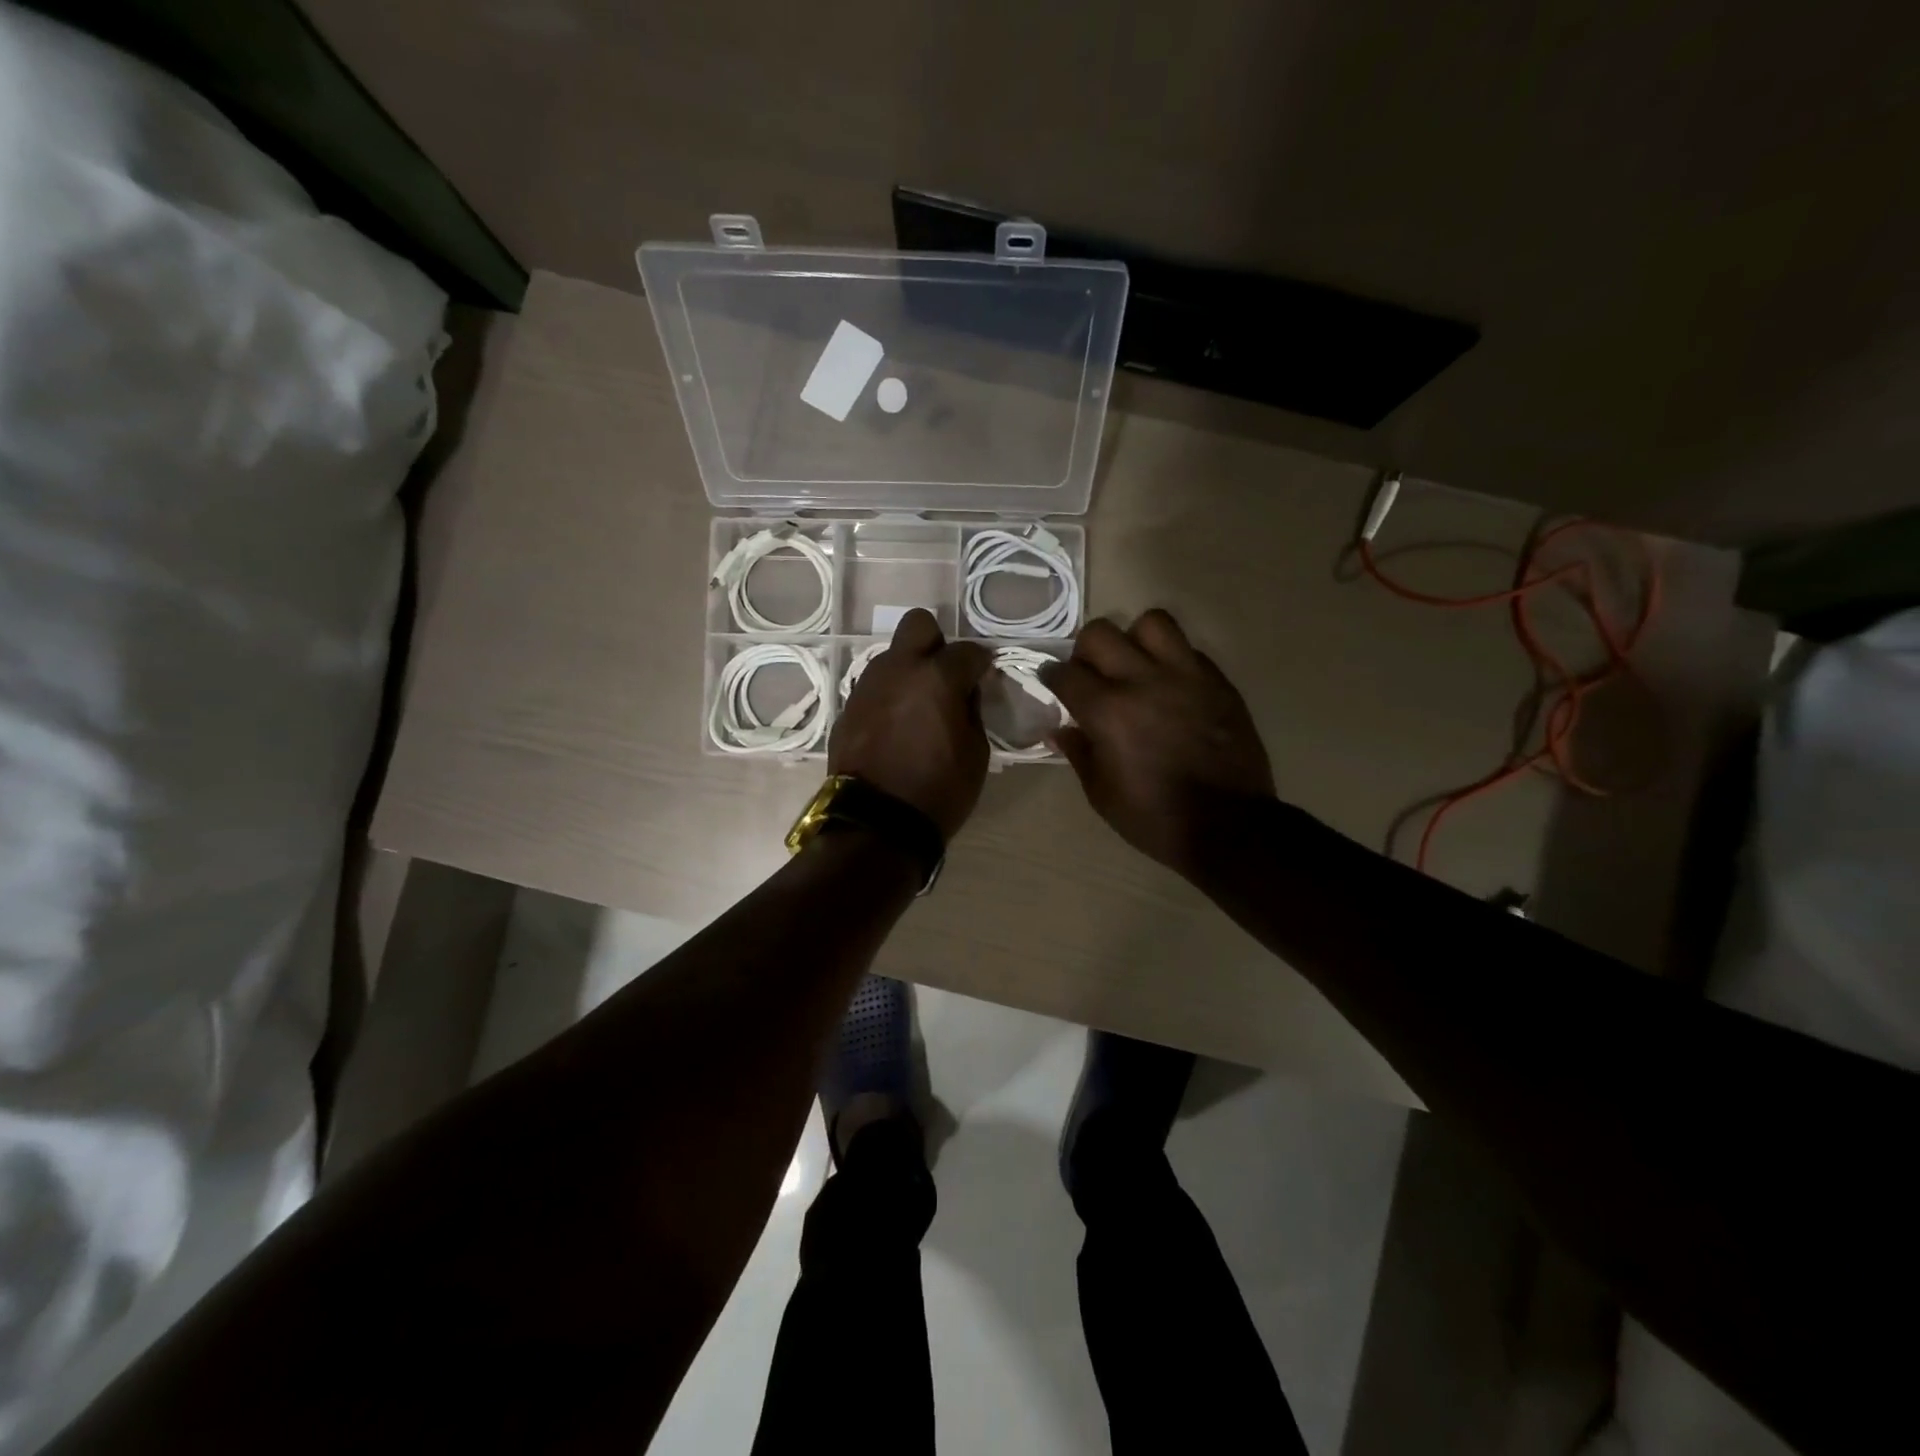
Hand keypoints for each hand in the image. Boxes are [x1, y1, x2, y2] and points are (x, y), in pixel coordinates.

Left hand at [830, 609, 992, 839]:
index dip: (980, 663)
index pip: (967, 650)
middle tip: (945, 675)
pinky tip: (895, 724)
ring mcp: (868, 685)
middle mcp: (898, 669)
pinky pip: (874, 686)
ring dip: (908, 670)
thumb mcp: (976, 753)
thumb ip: (972, 709)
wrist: (876, 823)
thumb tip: (966, 690)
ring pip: (891, 656)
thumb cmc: (939, 791)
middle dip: (936, 642)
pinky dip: (889, 696)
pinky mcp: (848, 707)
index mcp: (937, 677)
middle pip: (918, 625)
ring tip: (918, 705)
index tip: (984, 677)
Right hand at [1042, 610, 1275, 876]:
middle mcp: (1143, 681)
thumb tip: (1060, 730)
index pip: (1065, 673)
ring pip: (1152, 622)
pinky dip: (1172, 660)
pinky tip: (1171, 687)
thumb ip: (1079, 753)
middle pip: (1100, 634)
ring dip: (1134, 639)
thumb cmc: (1154, 818)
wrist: (1228, 827)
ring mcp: (1186, 676)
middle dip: (1086, 652)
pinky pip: (1189, 650)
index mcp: (1107, 712)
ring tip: (1136, 666)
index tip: (1053, 683)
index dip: (1051, 676)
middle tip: (1092, 676)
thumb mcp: (1102, 794)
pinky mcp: (1218, 682)